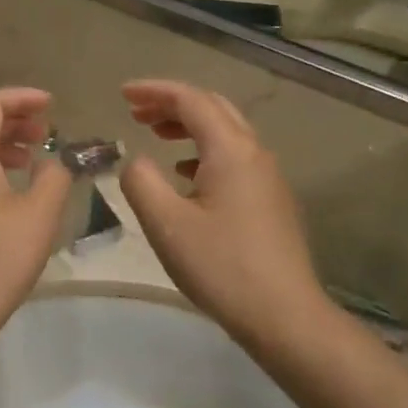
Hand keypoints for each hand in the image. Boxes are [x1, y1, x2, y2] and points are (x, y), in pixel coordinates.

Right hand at [117, 80, 333, 341]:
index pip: (191, 99)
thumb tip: (136, 161)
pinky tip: (185, 175)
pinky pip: (234, 157)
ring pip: (225, 132)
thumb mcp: (167, 224)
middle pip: (212, 108)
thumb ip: (141, 181)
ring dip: (189, 126)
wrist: (285, 316)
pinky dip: (204, 151)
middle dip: (172, 103)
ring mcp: (268, 176)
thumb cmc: (222, 267)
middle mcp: (254, 152)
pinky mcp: (271, 200)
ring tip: (156, 135)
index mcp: (231, 149)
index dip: (154, 91)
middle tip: (136, 111)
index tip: (122, 93)